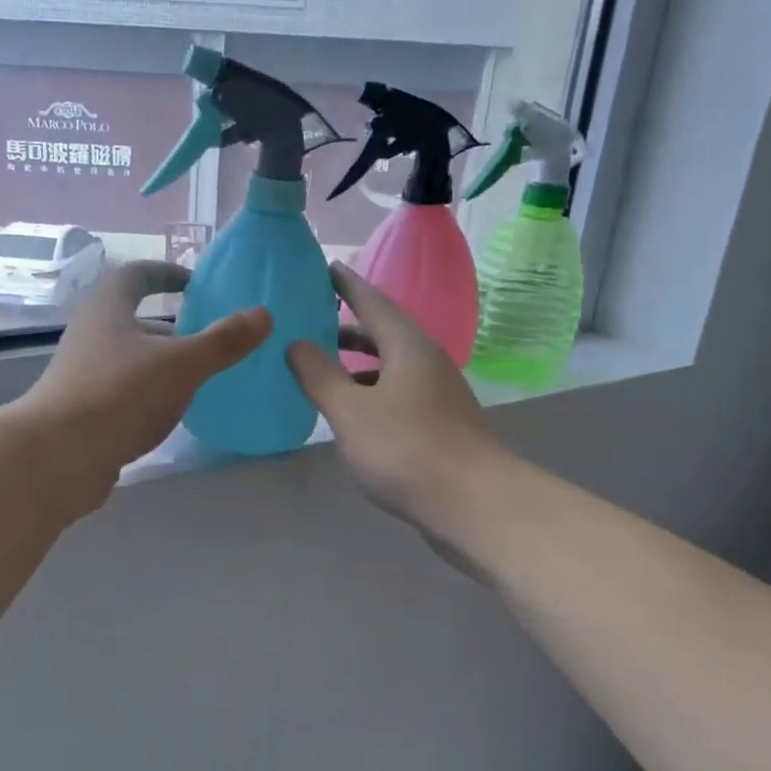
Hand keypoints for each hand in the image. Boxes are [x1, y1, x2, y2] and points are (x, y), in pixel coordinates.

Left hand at [20, 261, 270, 512]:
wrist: (58, 457)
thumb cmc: (119, 394)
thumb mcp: (181, 364)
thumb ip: (223, 341)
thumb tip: (263, 314)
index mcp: (108, 309)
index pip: (137, 275)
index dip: (167, 273)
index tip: (195, 284)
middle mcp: (92, 335)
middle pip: (135, 319)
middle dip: (174, 326)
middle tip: (212, 338)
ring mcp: (84, 375)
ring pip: (132, 359)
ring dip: (164, 363)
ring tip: (203, 378)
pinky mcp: (85, 411)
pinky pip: (126, 392)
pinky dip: (152, 395)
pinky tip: (175, 414)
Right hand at [286, 264, 501, 537]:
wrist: (474, 504)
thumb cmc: (406, 449)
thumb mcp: (351, 411)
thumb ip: (319, 375)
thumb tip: (296, 343)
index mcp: (407, 346)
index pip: (371, 301)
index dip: (346, 284)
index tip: (324, 267)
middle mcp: (426, 361)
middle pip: (382, 332)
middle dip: (346, 326)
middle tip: (310, 322)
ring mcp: (436, 393)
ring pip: (390, 365)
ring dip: (357, 363)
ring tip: (322, 368)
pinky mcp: (439, 423)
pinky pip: (396, 392)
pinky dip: (369, 391)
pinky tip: (351, 413)